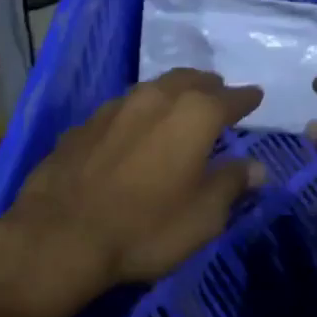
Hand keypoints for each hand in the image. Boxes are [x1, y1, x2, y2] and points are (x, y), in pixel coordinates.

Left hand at [0, 69, 265, 316]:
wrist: (60, 235)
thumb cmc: (146, 227)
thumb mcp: (203, 217)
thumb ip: (231, 185)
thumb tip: (256, 168)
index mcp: (193, 115)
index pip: (229, 98)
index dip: (245, 99)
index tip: (256, 96)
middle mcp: (155, 99)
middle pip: (189, 80)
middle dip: (208, 86)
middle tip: (218, 93)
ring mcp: (114, 108)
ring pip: (153, 89)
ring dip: (172, 93)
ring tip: (179, 105)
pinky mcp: (83, 125)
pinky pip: (122, 110)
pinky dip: (138, 114)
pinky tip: (134, 130)